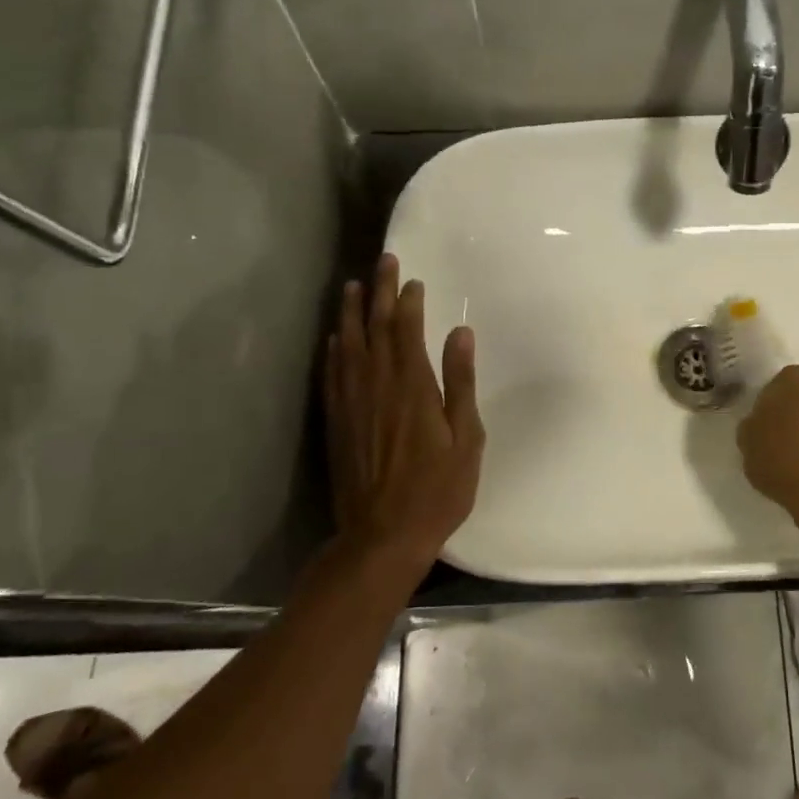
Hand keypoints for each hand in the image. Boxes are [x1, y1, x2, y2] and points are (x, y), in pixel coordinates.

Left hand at [326, 253, 483, 571]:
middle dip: (380, 292)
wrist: (382, 536)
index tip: (413, 279)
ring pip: (349, 345)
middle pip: (376, 328)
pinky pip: (332, 374)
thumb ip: (461, 382)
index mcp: (412, 386)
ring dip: (352, 313)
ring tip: (352, 287)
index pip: (407, 330)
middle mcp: (377, 385)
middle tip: (383, 262)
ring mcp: (352, 403)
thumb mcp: (466, 438)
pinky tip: (335, 338)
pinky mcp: (336, 422)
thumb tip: (460, 333)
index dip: (409, 301)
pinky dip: (334, 350)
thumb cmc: (437, 489)